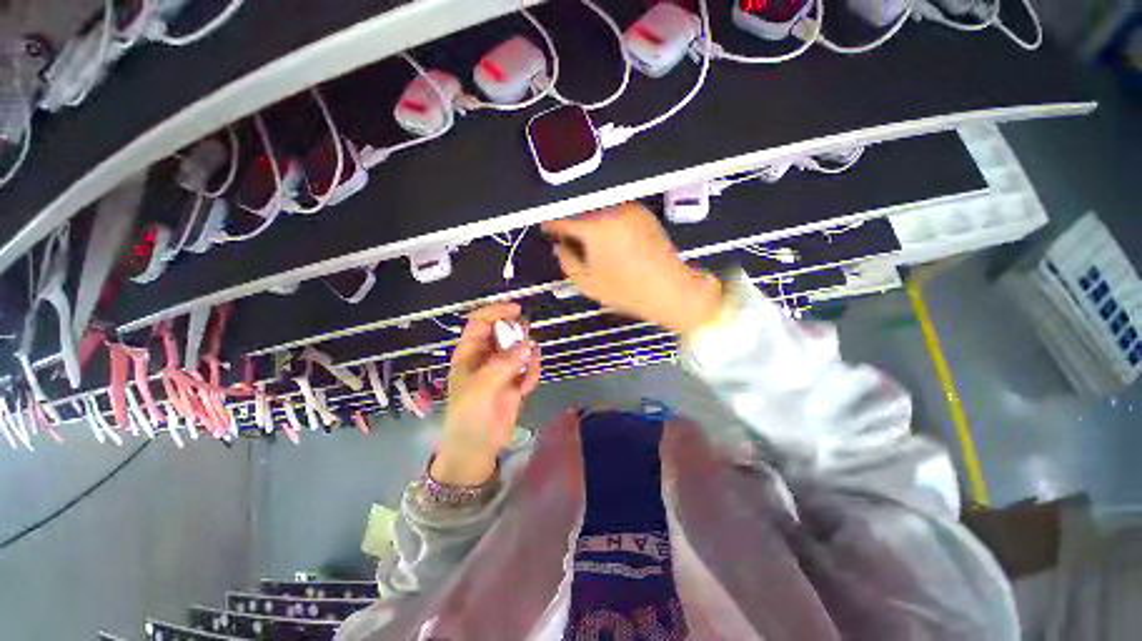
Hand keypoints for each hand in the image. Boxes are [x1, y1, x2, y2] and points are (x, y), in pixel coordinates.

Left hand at [435, 303, 540, 485]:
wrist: (478, 448)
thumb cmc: (469, 415)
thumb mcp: (481, 388)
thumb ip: (503, 364)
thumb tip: (527, 345)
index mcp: (470, 353)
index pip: (481, 321)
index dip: (496, 311)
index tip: (516, 310)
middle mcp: (486, 357)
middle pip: (504, 332)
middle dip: (518, 335)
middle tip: (527, 344)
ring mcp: (502, 369)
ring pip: (520, 349)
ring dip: (528, 357)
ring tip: (526, 373)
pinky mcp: (515, 382)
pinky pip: (528, 367)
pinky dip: (531, 374)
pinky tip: (526, 388)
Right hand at [542, 202, 723, 335]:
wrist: (671, 289)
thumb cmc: (626, 291)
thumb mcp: (587, 283)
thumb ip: (566, 261)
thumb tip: (559, 246)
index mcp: (596, 226)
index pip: (564, 217)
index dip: (551, 223)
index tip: (545, 229)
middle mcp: (612, 209)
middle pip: (581, 208)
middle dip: (570, 221)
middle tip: (564, 237)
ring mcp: (630, 208)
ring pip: (598, 208)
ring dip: (587, 219)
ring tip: (584, 238)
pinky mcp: (643, 212)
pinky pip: (615, 210)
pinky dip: (604, 219)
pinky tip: (605, 236)